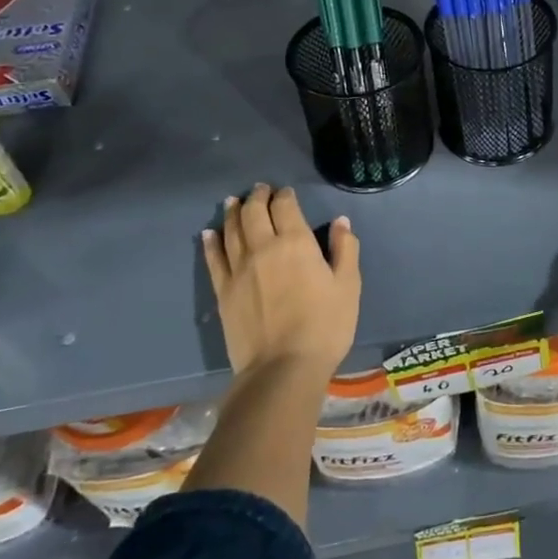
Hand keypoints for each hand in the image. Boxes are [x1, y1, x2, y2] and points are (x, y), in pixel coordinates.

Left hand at [202, 184, 360, 378]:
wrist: (282, 368)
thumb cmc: (324, 326)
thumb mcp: (348, 286)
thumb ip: (345, 250)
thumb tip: (340, 222)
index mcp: (296, 242)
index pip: (285, 207)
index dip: (284, 195)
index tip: (285, 192)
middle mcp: (263, 247)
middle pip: (253, 212)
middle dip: (257, 197)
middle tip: (260, 190)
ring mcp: (238, 269)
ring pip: (231, 230)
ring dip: (233, 212)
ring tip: (233, 201)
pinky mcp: (223, 292)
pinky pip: (214, 259)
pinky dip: (211, 242)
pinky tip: (209, 233)